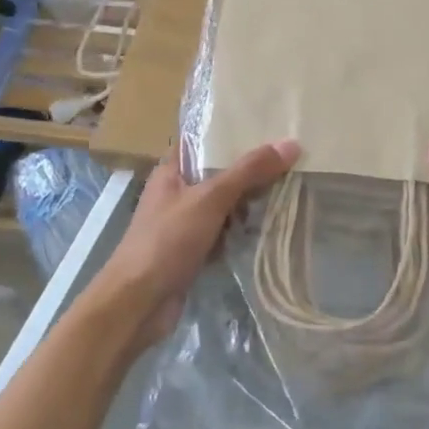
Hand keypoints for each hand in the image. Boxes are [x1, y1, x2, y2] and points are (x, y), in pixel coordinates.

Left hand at [97, 140, 299, 347]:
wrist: (137, 305)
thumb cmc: (167, 241)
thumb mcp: (210, 199)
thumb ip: (249, 171)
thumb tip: (291, 143)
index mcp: (172, 171)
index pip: (205, 141)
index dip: (233, 132)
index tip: (270, 123)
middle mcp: (178, 193)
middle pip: (220, 173)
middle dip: (251, 169)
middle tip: (291, 157)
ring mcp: (185, 224)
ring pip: (224, 204)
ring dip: (250, 202)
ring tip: (290, 186)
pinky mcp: (193, 251)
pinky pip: (224, 232)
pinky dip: (243, 230)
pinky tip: (271, 225)